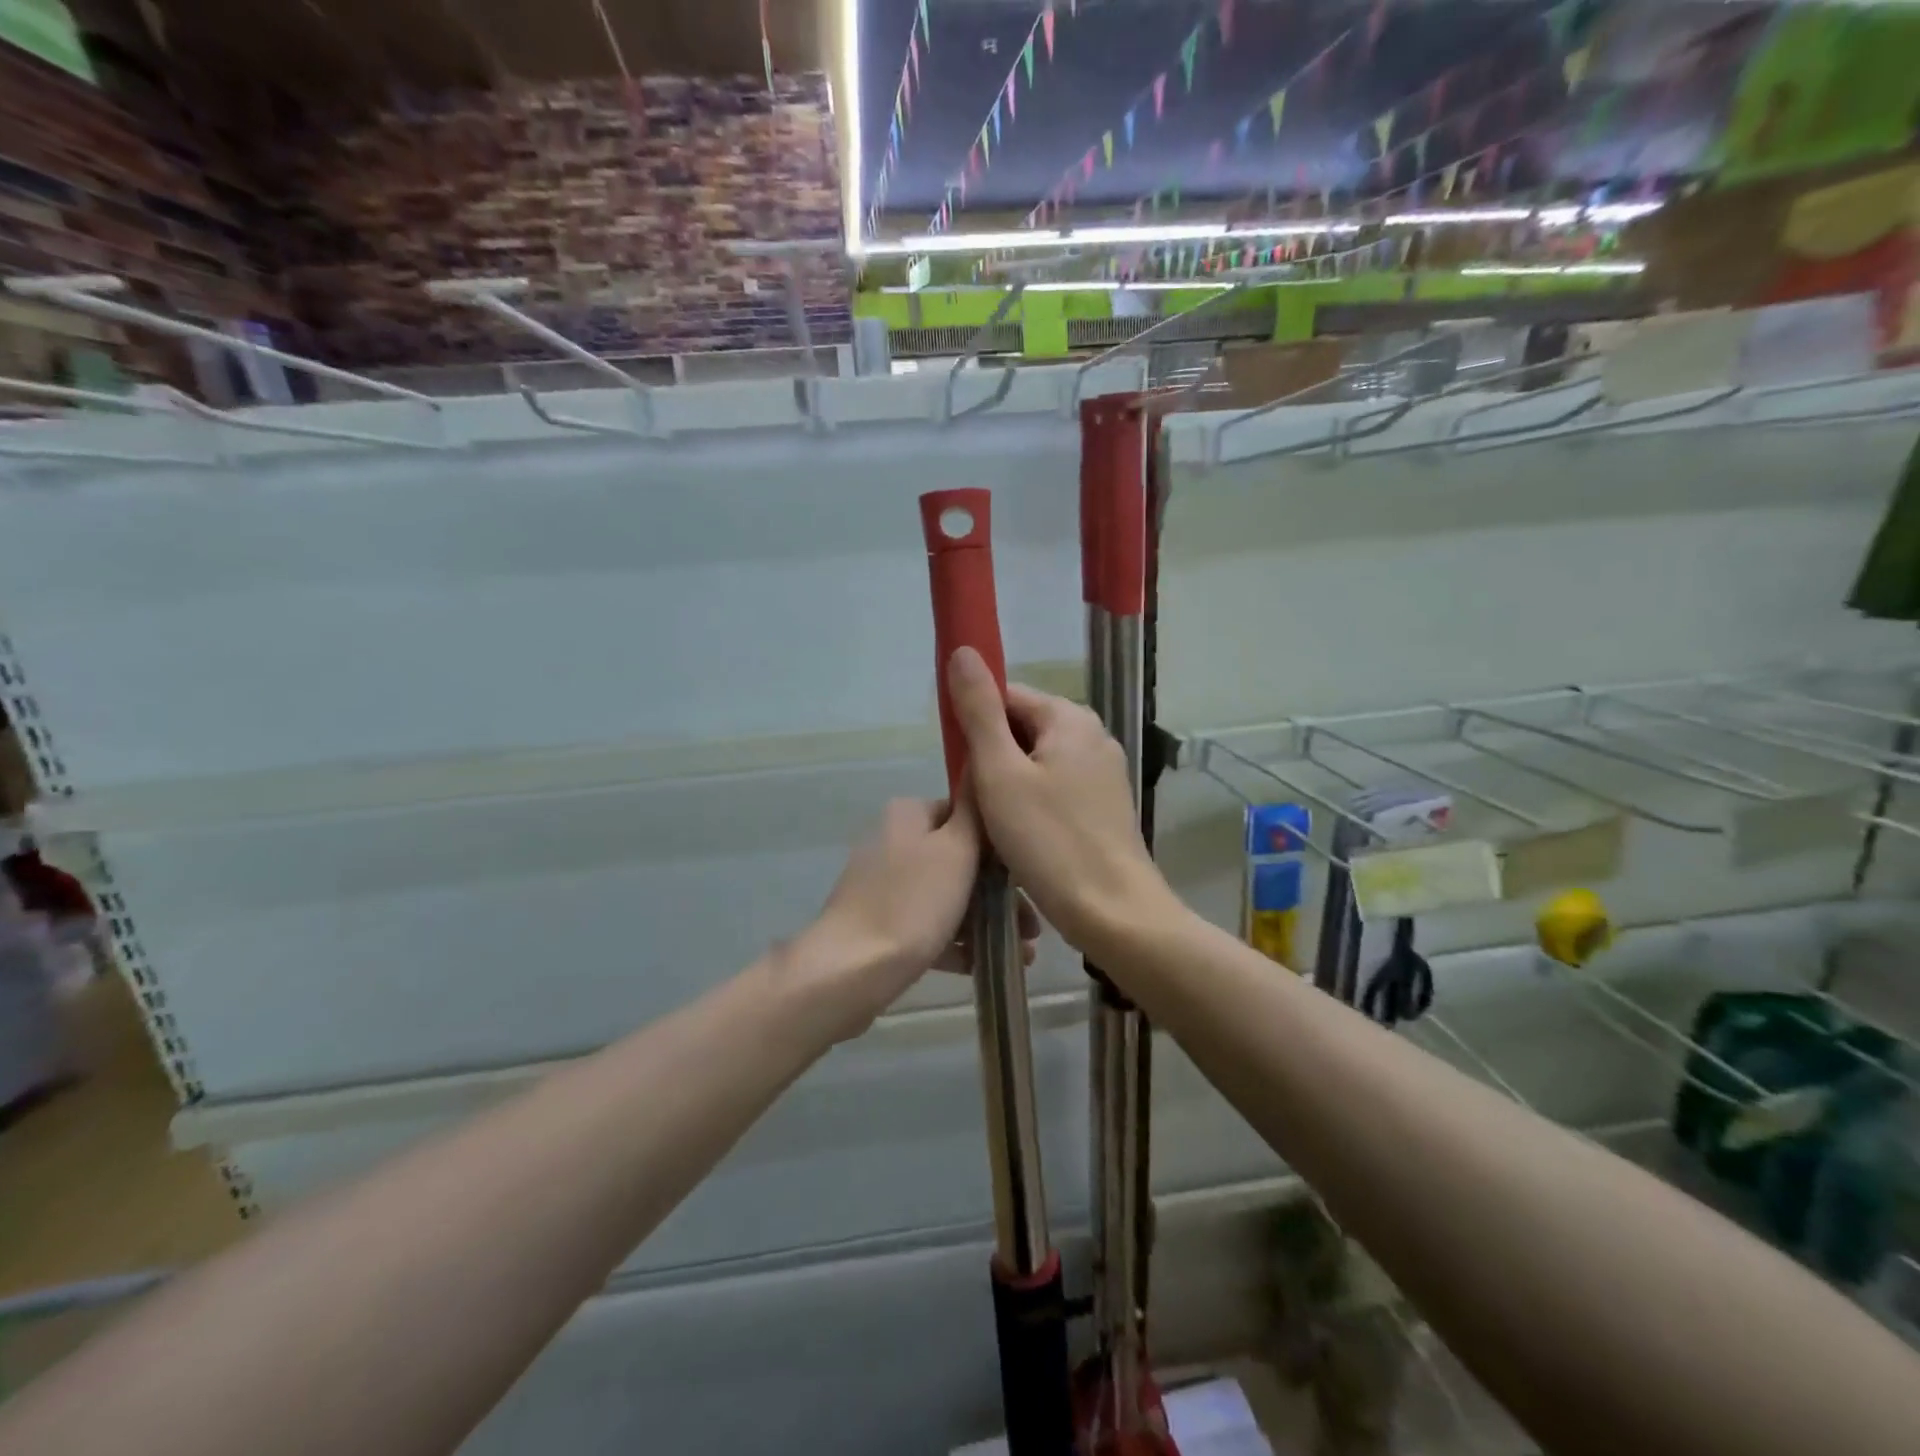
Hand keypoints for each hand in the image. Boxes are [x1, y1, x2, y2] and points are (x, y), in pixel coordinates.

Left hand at [793, 797, 1037, 1041]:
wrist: (851, 970)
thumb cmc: (913, 902)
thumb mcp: (956, 848)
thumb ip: (974, 809)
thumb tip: (981, 764)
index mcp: (908, 815)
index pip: (966, 816)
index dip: (1001, 846)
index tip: (1030, 878)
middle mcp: (893, 842)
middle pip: (960, 860)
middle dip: (1000, 893)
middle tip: (1033, 926)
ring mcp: (884, 885)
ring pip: (947, 896)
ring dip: (986, 919)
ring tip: (1023, 952)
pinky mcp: (881, 924)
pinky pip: (928, 926)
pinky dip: (958, 941)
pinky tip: (988, 964)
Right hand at [947, 647, 1180, 957]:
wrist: (1113, 912)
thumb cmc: (1050, 841)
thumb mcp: (1000, 773)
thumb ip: (979, 711)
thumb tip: (962, 651)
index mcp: (1071, 718)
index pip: (1007, 696)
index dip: (974, 724)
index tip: (959, 765)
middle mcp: (1093, 736)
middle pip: (1022, 729)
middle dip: (991, 759)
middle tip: (976, 802)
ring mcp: (1103, 772)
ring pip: (1036, 763)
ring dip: (1008, 785)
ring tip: (995, 823)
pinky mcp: (1105, 806)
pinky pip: (1055, 789)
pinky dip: (1031, 804)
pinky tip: (1021, 836)